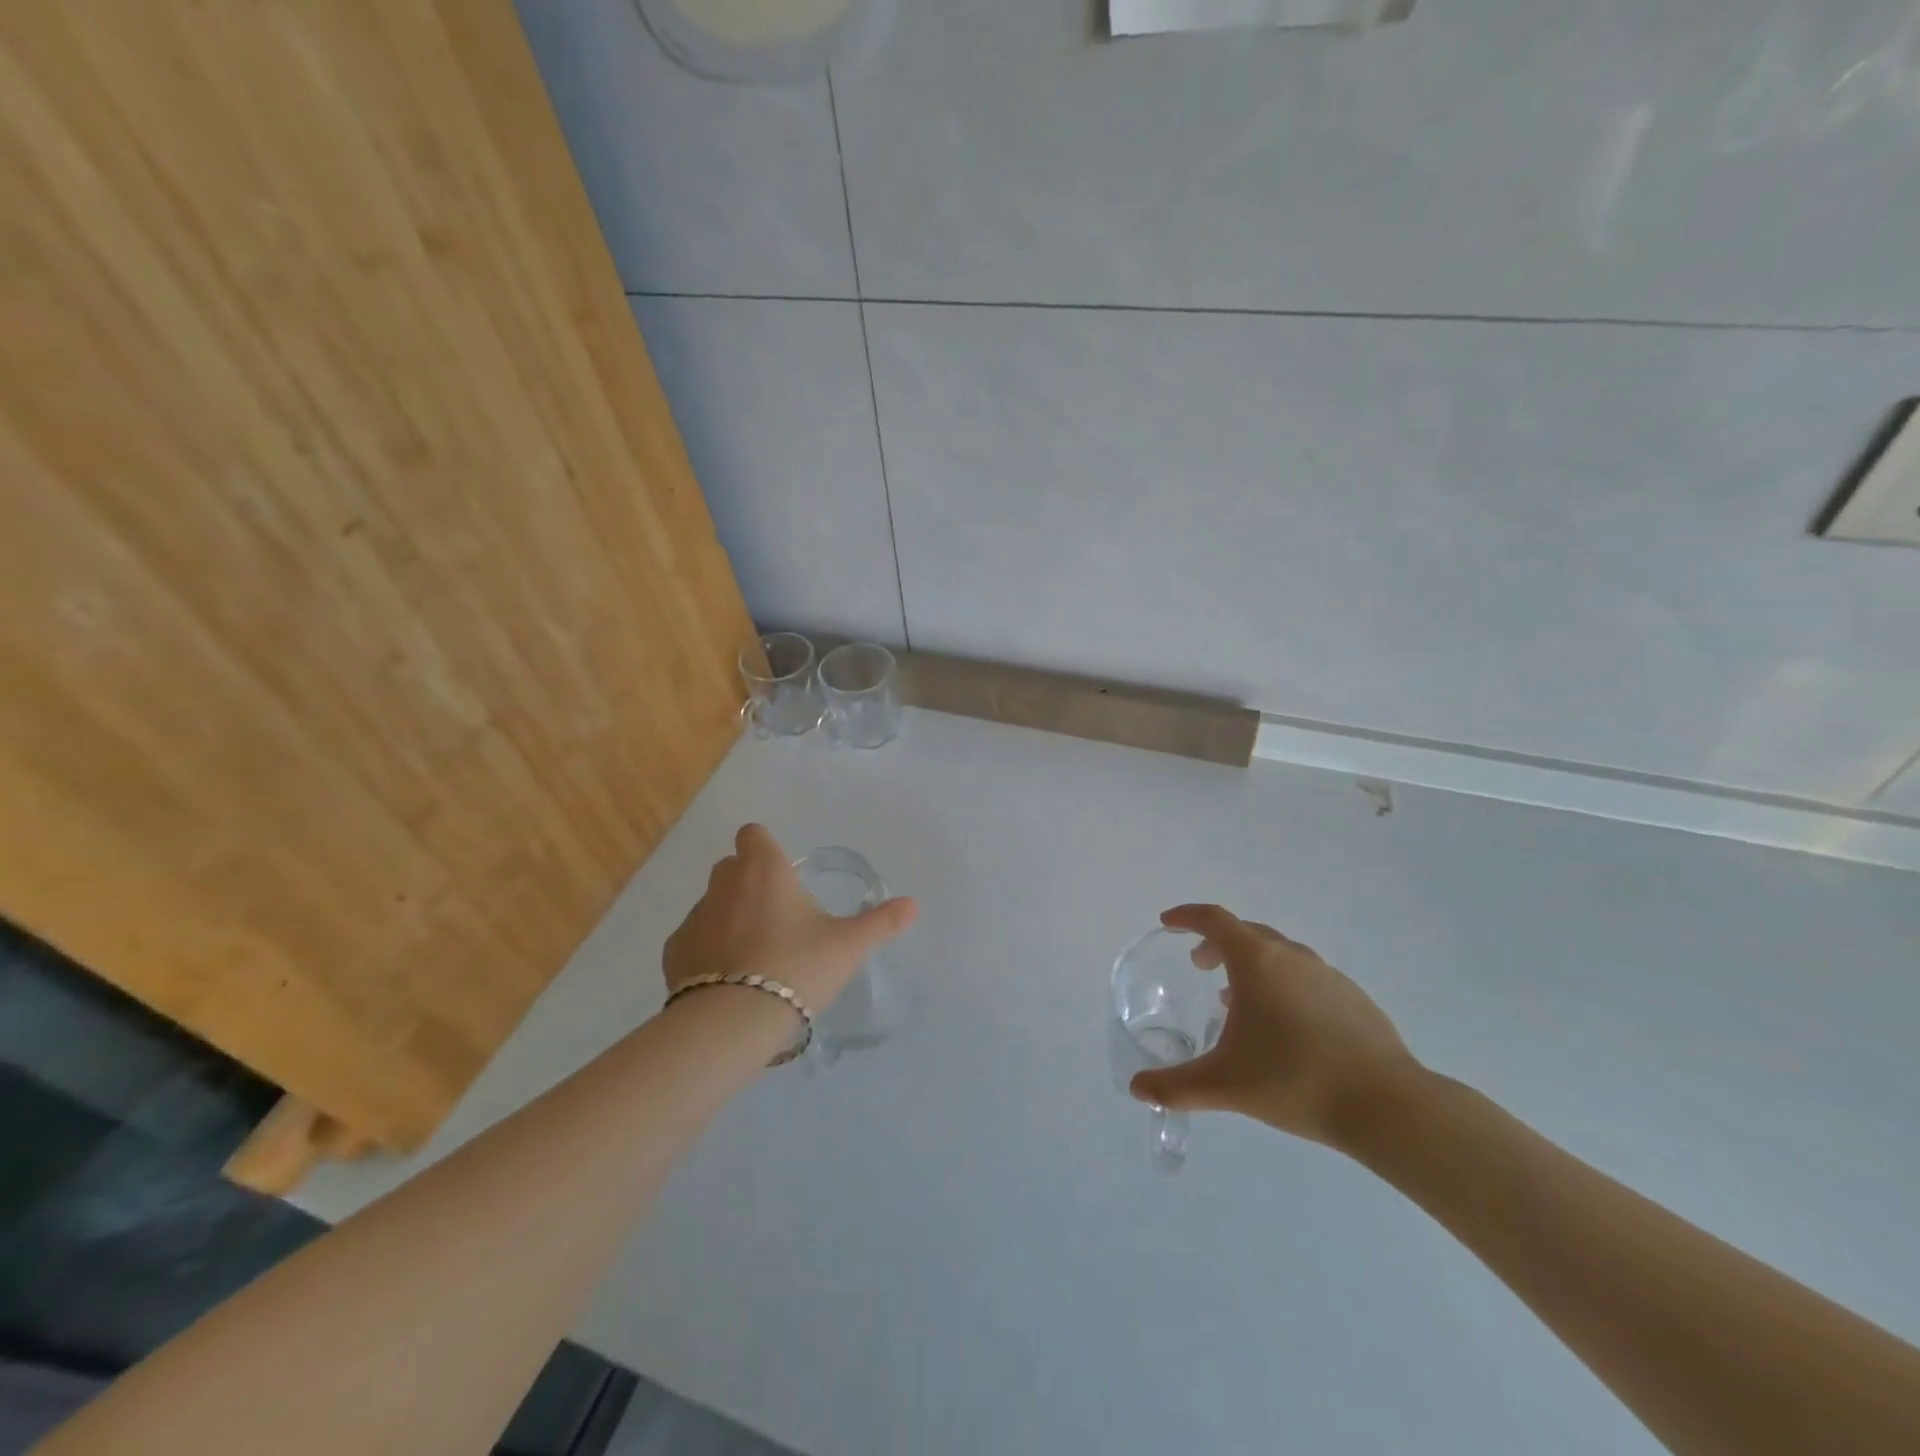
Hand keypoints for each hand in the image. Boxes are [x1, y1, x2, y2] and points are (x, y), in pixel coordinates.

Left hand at [663, 824, 916, 1012]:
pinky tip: (729, 980)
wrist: (733, 1022)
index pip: (753, 834)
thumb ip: (881, 922)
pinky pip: (693, 939)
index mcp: (764, 870)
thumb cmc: (797, 967)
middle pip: (732, 867)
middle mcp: (724, 884)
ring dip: (729, 917)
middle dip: (750, 882)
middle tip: (779, 917)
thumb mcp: (848, 946)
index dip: (766, 848)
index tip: (784, 875)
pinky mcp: (673, 952)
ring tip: (755, 955)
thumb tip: (913, 904)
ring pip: (713, 904)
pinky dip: (708, 950)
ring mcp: (694, 917)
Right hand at [1128, 904, 1419, 1150]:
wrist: (1387, 1105)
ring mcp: (1327, 974)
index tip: (1169, 923)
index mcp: (1255, 961)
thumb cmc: (1294, 1080)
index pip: (1213, 919)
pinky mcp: (1353, 998)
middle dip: (1217, 943)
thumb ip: (1175, 1086)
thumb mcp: (1224, 1085)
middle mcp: (1290, 956)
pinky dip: (1283, 984)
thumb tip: (1138, 1088)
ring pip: (1279, 954)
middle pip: (1245, 933)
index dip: (1187, 916)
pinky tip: (1286, 1026)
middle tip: (1199, 966)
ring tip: (1238, 1001)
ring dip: (1251, 965)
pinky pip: (1306, 977)